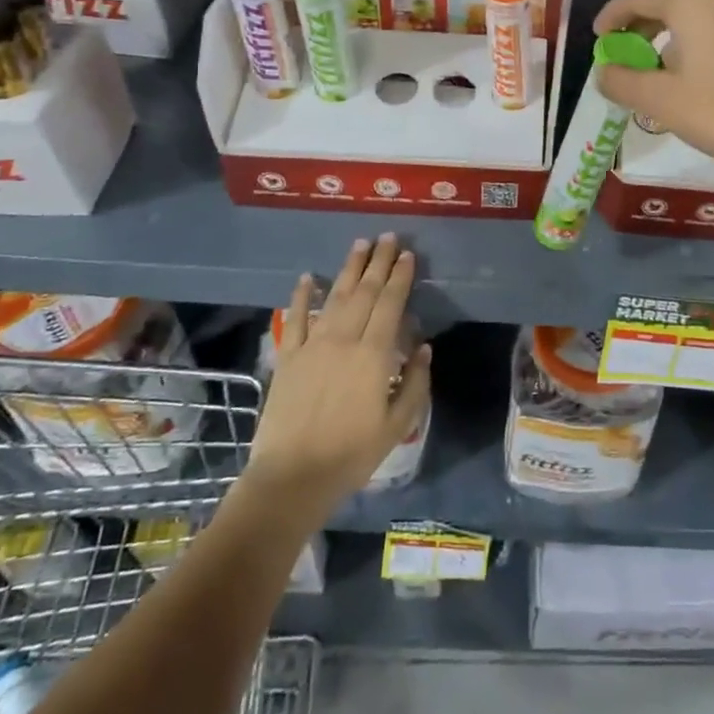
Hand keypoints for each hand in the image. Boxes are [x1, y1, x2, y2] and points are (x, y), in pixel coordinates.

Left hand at [248, 234, 431, 505]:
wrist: (293, 476)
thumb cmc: (352, 453)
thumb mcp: (398, 424)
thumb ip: (415, 383)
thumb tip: (424, 348)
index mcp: (373, 354)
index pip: (390, 304)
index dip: (400, 277)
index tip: (407, 255)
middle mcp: (344, 340)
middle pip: (364, 292)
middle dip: (378, 262)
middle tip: (387, 237)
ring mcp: (313, 346)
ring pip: (335, 298)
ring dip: (348, 269)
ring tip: (360, 245)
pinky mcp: (289, 358)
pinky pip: (296, 319)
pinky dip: (302, 296)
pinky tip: (309, 277)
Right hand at [593, 0, 713, 206]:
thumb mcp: (660, 101)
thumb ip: (622, 82)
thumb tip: (604, 72)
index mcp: (690, 3)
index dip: (612, 15)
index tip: (598, 37)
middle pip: (667, 1)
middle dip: (639, 24)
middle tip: (622, 51)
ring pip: (693, 15)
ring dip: (666, 33)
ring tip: (653, 65)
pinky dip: (692, 41)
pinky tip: (690, 72)